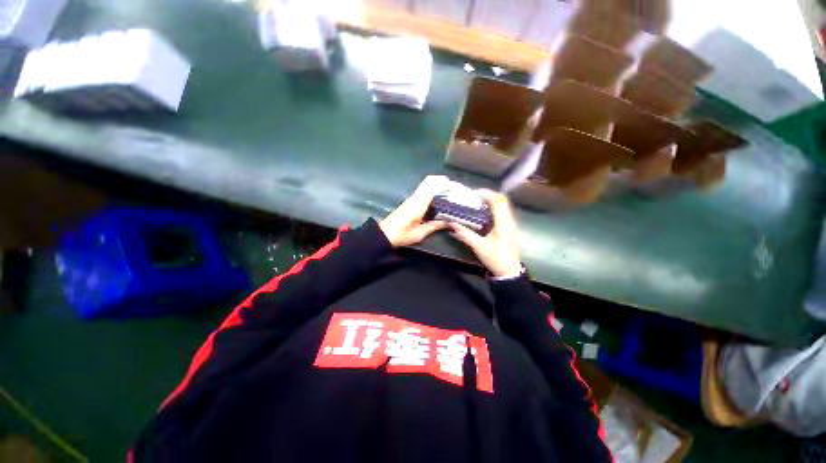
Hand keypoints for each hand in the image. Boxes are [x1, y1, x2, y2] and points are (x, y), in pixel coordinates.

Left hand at [379, 175, 451, 246]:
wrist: (384, 234)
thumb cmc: (401, 235)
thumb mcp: (420, 233)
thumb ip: (435, 226)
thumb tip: (449, 222)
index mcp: (418, 203)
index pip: (431, 185)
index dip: (444, 182)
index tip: (455, 187)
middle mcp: (415, 197)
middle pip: (429, 180)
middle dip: (442, 181)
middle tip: (454, 189)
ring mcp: (412, 198)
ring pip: (426, 184)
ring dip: (438, 185)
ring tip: (450, 193)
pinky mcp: (410, 201)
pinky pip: (423, 190)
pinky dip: (433, 190)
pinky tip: (439, 200)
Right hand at [448, 190, 522, 277]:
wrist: (509, 271)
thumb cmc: (495, 258)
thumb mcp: (478, 247)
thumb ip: (465, 234)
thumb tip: (452, 224)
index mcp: (503, 223)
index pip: (498, 201)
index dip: (487, 194)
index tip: (475, 193)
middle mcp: (509, 220)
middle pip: (502, 200)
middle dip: (489, 195)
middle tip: (475, 196)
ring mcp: (511, 224)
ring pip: (503, 206)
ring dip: (492, 201)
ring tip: (478, 202)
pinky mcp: (509, 228)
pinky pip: (503, 212)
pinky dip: (494, 208)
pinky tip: (484, 213)